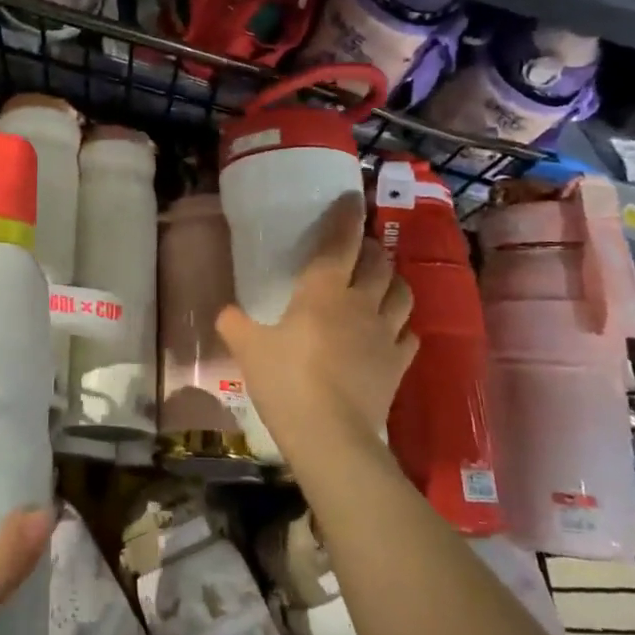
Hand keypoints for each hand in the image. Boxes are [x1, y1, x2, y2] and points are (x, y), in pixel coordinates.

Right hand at [216, 192, 416, 470]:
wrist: (330, 435)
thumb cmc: (285, 381)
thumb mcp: (247, 349)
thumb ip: (234, 324)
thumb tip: (225, 312)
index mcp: (322, 291)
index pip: (339, 243)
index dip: (346, 218)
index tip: (352, 198)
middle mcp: (360, 303)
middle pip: (377, 263)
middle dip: (370, 248)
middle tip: (358, 247)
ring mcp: (385, 334)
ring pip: (401, 293)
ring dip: (392, 280)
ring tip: (381, 280)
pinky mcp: (398, 364)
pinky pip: (409, 334)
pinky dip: (402, 325)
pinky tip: (393, 329)